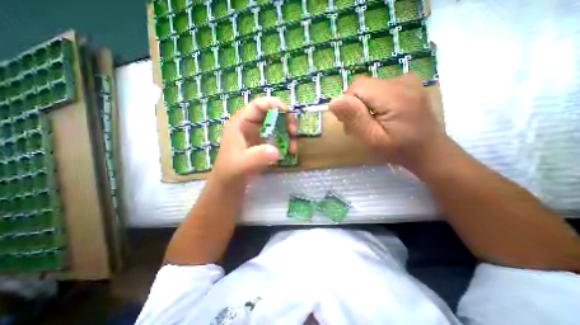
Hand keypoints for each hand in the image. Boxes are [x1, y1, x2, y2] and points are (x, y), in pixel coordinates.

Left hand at [211, 96, 295, 183]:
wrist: (229, 184)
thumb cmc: (230, 171)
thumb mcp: (242, 164)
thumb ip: (257, 157)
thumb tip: (277, 150)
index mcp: (241, 123)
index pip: (258, 105)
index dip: (274, 104)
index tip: (288, 114)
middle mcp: (251, 125)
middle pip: (272, 114)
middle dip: (286, 120)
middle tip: (294, 133)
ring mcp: (258, 134)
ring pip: (278, 126)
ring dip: (288, 134)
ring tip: (292, 148)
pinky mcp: (264, 143)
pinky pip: (279, 137)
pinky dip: (286, 143)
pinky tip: (289, 152)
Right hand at [329, 73, 444, 171]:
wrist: (428, 150)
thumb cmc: (399, 149)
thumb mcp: (373, 139)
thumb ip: (354, 118)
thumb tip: (334, 101)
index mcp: (394, 95)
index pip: (357, 86)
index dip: (348, 104)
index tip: (351, 122)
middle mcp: (402, 81)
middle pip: (362, 86)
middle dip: (355, 105)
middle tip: (360, 126)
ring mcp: (407, 80)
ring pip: (369, 87)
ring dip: (363, 105)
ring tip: (371, 122)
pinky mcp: (407, 84)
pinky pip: (379, 88)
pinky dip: (373, 101)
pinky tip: (381, 115)